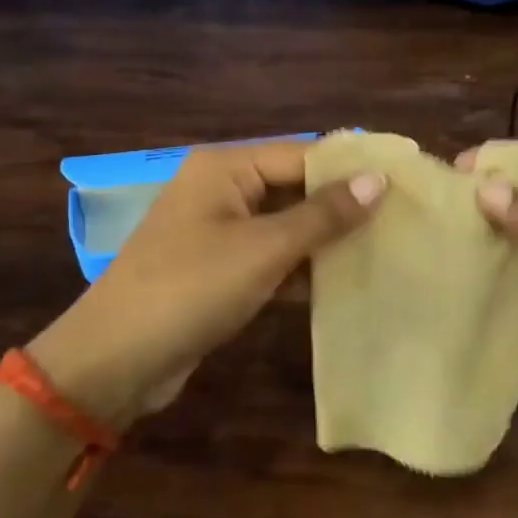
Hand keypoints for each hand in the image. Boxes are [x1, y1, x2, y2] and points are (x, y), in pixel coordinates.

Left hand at [29, 142, 384, 426]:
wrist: (114, 361)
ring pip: (285, 225)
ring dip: (325, 240)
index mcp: (225, 167)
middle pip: (294, 187)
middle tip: (400, 219)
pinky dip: (300, 268)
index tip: (403, 183)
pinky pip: (270, 257)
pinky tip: (343, 282)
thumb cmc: (191, 289)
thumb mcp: (264, 249)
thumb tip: (378, 180)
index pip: (302, 155)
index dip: (351, 169)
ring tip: (385, 248)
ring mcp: (217, 231)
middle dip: (341, 206)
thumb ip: (323, 215)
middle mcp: (221, 190)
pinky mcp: (218, 269)